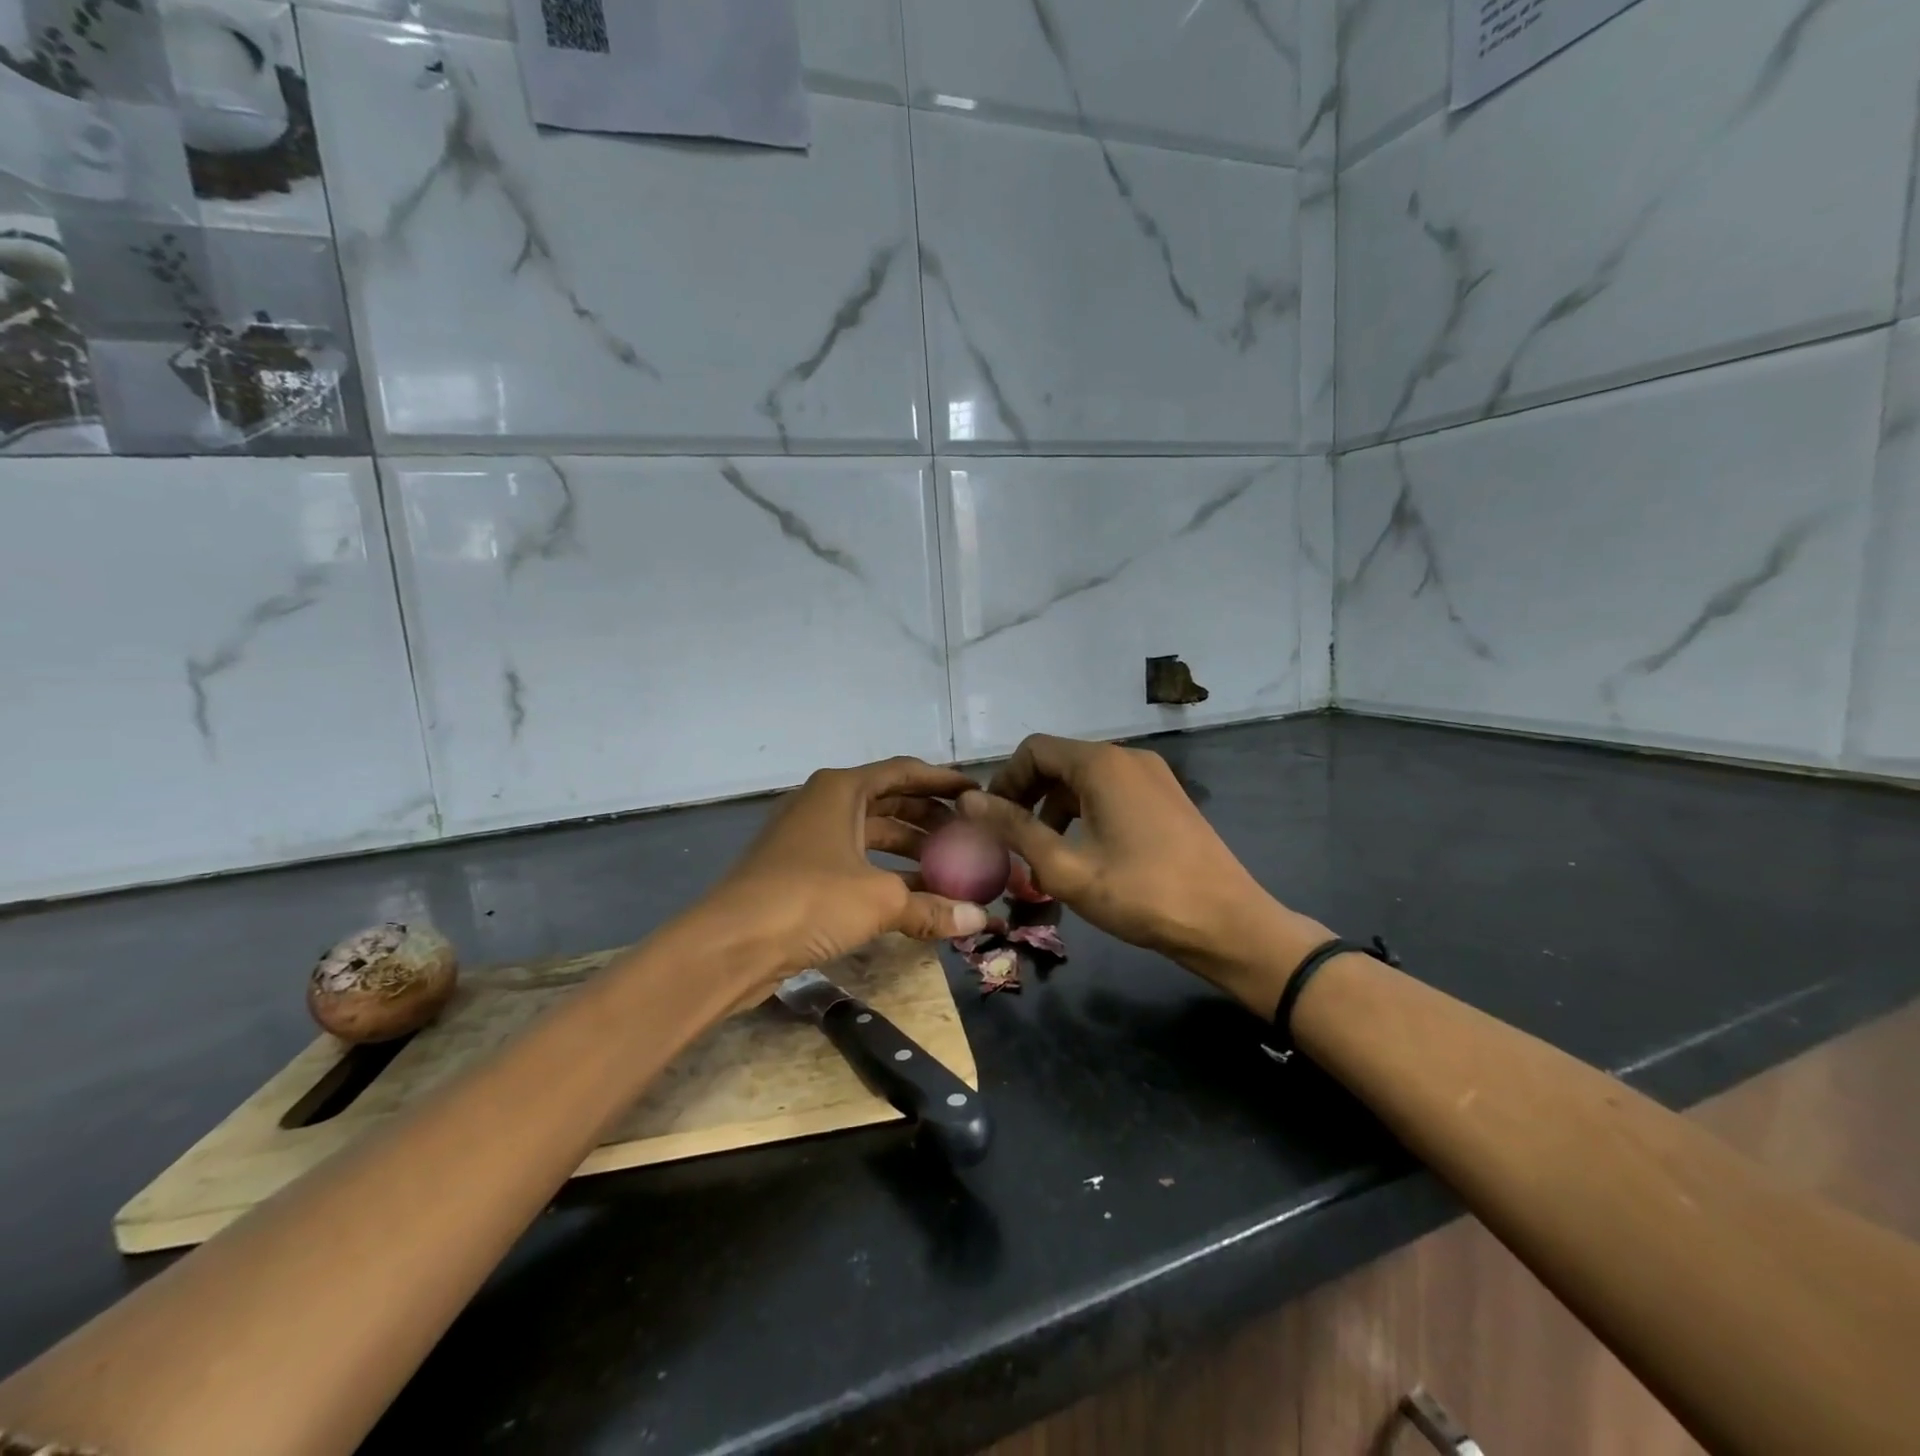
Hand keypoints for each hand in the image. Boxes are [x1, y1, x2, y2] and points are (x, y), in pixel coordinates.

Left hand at [693, 757, 992, 999]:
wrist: (729, 944)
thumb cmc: (809, 900)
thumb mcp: (880, 899)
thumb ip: (932, 906)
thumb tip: (980, 919)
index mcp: (841, 790)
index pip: (903, 772)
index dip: (942, 781)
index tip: (976, 793)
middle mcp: (823, 804)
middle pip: (888, 802)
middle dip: (929, 818)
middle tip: (970, 835)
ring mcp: (808, 838)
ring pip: (871, 835)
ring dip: (909, 850)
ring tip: (951, 868)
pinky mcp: (798, 872)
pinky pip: (854, 862)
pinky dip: (885, 873)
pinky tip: (914, 896)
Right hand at [957, 735, 1328, 1012]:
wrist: (1228, 923)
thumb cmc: (1141, 895)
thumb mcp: (1065, 867)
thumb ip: (1014, 829)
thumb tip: (967, 800)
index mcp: (1101, 764)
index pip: (1034, 751)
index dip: (1004, 781)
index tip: (990, 820)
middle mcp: (1127, 757)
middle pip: (1059, 761)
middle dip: (1027, 796)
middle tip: (1010, 839)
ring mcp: (1152, 776)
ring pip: (1085, 778)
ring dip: (1054, 807)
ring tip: (1042, 852)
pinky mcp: (1166, 797)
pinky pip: (1111, 791)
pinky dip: (1085, 812)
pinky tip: (1083, 851)